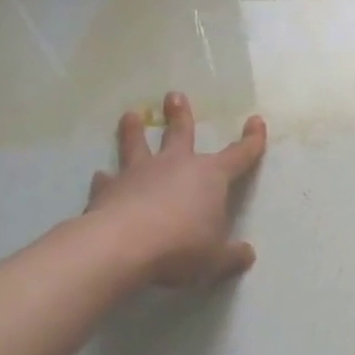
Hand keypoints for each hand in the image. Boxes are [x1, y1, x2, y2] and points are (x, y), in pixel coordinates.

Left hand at [85, 92, 266, 286]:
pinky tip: (99, 177)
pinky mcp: (108, 190)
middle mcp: (175, 166)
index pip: (239, 154)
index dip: (251, 140)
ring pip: (137, 145)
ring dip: (134, 131)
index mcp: (210, 177)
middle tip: (174, 95)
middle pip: (180, 133)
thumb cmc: (181, 246)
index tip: (255, 121)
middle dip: (181, 115)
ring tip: (130, 115)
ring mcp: (139, 174)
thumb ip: (232, 255)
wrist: (122, 246)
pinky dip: (105, 179)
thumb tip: (247, 255)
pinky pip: (107, 181)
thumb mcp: (215, 258)